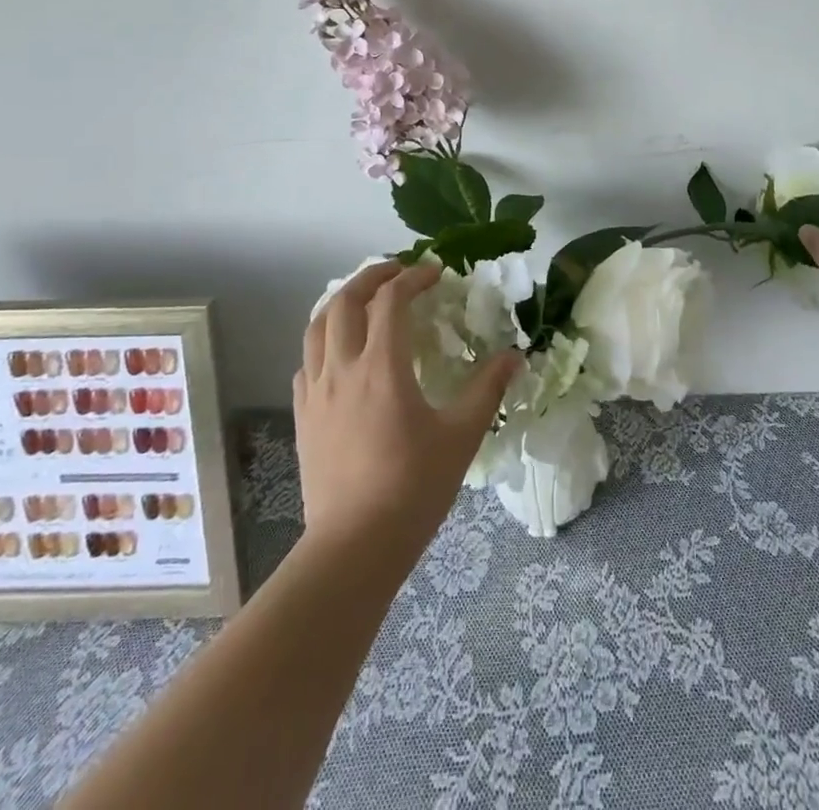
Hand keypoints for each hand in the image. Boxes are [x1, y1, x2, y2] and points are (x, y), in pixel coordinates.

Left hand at [294, 261, 520, 563]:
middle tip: (398, 271)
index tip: (436, 273)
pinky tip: (340, 354)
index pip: (392, 300)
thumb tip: (514, 357)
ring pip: (317, 326)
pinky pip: (307, 362)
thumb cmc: (412, 488)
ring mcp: (315, 392)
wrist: (354, 547)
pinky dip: (324, 341)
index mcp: (382, 366)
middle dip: (372, 276)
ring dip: (341, 301)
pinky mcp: (303, 417)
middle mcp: (342, 368)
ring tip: (365, 300)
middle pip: (346, 301)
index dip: (414, 278)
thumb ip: (487, 389)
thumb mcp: (461, 436)